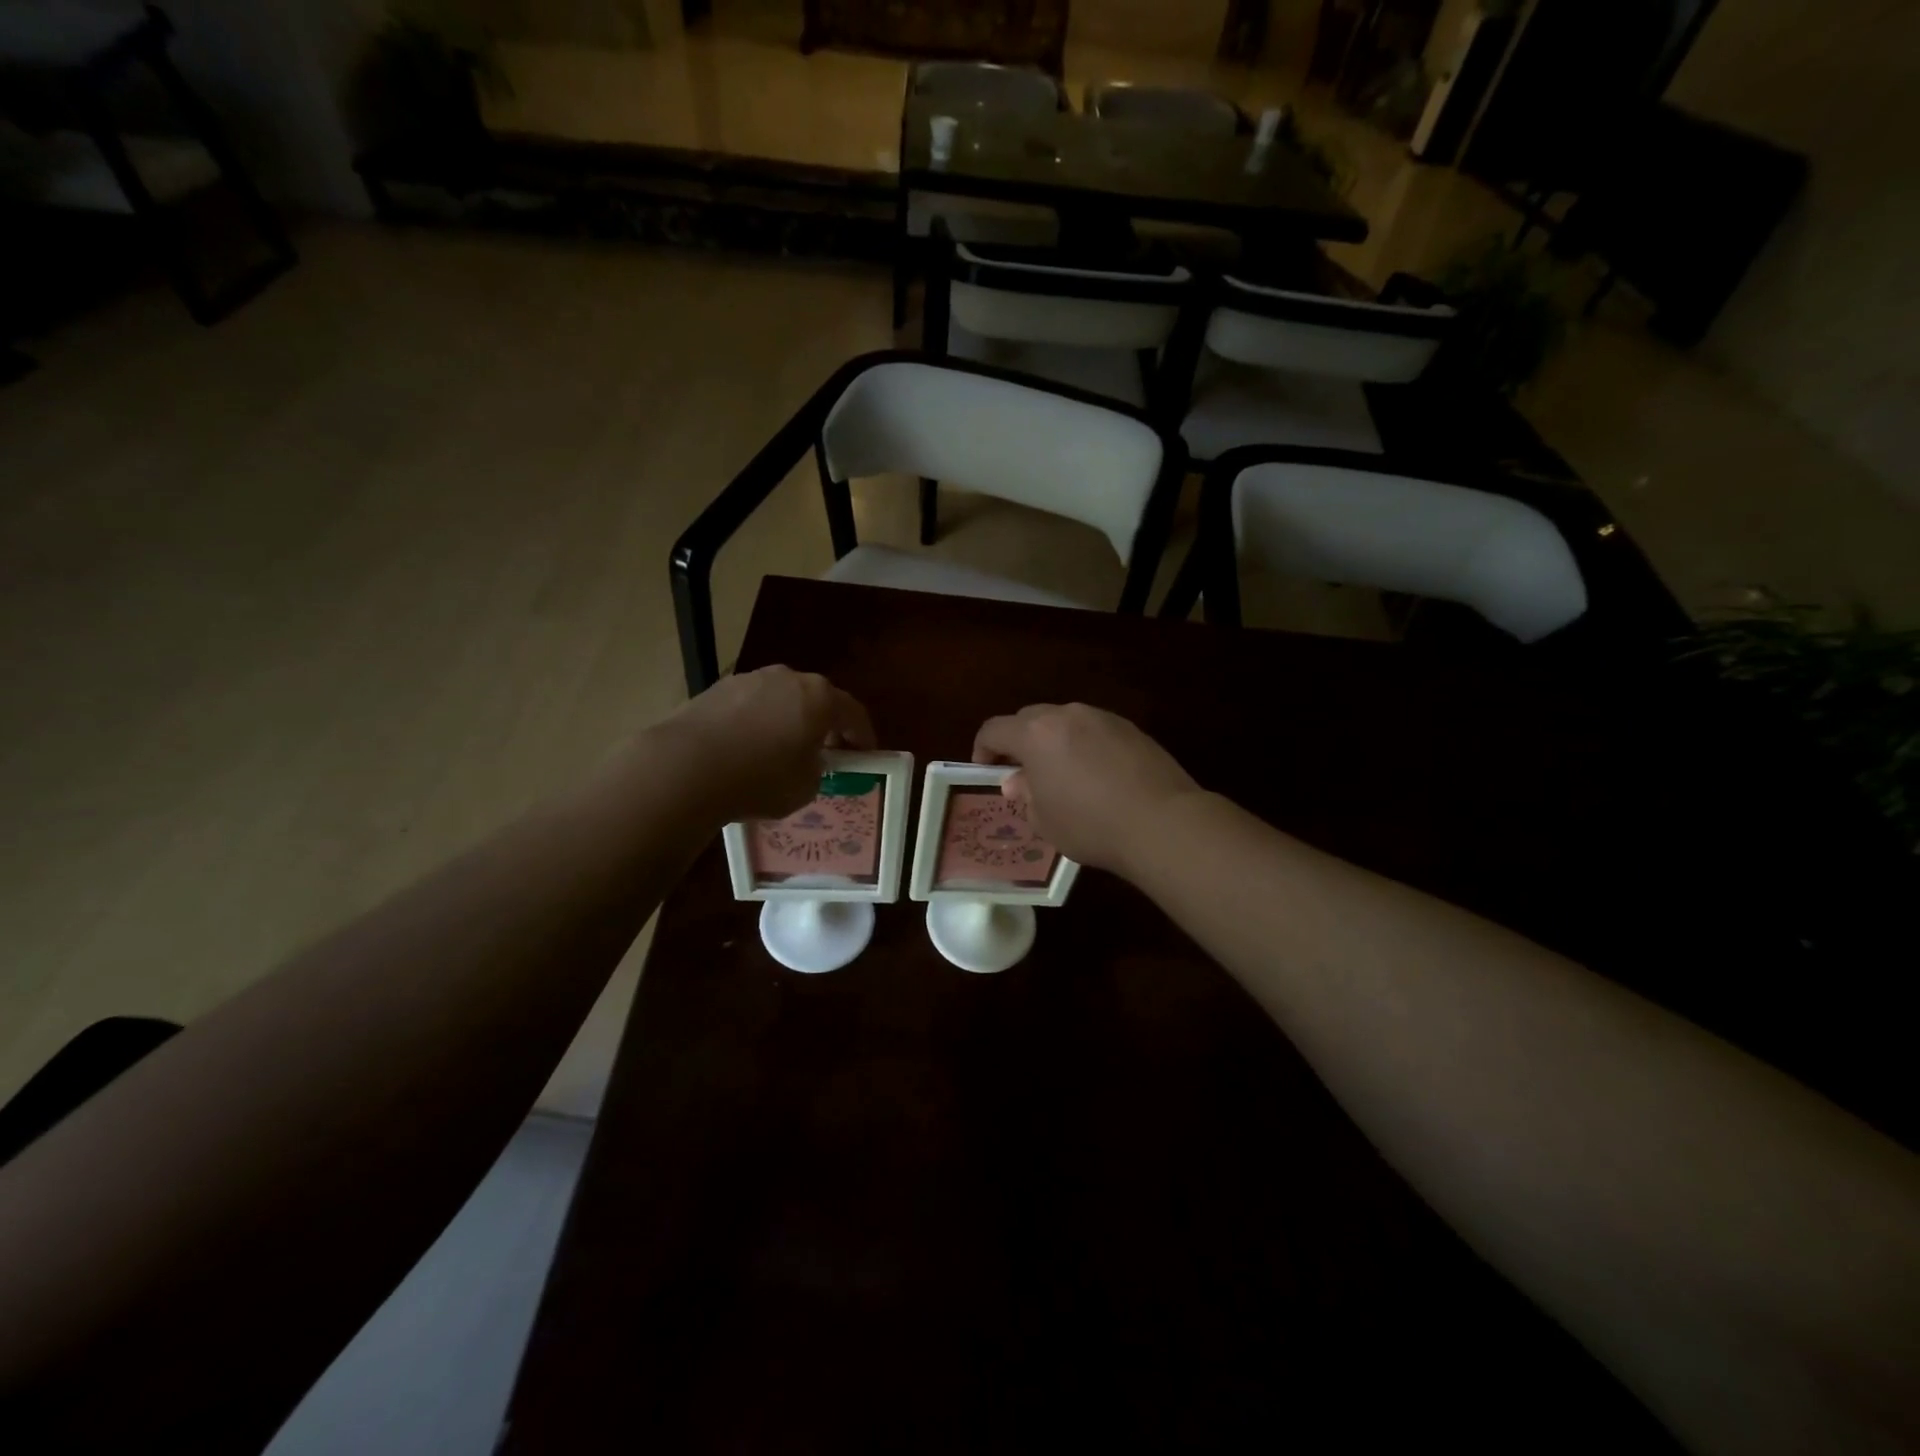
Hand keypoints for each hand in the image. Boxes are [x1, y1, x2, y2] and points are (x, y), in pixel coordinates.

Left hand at [662, 666, 874, 824]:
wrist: (686, 767)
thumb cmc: (760, 779)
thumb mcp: (805, 787)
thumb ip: (816, 769)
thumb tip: (807, 761)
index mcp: (820, 697)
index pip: (854, 713)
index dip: (863, 736)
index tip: (865, 755)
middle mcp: (788, 678)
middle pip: (816, 699)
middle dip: (823, 725)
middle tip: (824, 752)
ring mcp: (749, 680)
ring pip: (780, 700)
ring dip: (787, 721)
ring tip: (780, 751)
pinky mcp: (716, 689)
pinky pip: (749, 706)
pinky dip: (755, 723)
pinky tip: (746, 749)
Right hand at [973, 704, 1202, 877]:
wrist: (1162, 822)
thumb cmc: (1091, 825)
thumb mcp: (1045, 821)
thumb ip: (1026, 795)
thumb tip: (1019, 782)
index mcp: (1036, 734)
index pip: (995, 729)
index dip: (983, 748)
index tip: (986, 770)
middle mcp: (1067, 715)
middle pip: (1029, 718)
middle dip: (1019, 742)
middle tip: (1023, 774)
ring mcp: (1103, 718)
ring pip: (1065, 722)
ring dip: (1054, 742)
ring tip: (1062, 775)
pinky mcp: (1131, 729)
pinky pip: (1094, 731)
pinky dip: (1085, 746)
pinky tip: (1096, 776)